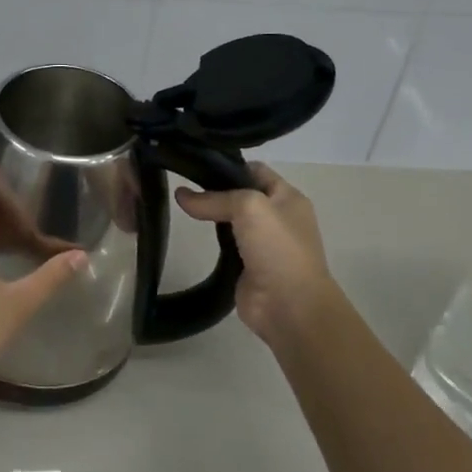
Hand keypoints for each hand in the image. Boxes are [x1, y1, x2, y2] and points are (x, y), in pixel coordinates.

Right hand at [176, 164, 347, 348]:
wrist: (290, 307)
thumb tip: (181, 195)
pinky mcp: (248, 266)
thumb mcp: (249, 207)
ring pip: (232, 220)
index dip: (228, 165)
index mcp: (288, 198)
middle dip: (215, 189)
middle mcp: (278, 217)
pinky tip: (193, 233)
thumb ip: (214, 198)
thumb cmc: (277, 248)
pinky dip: (212, 240)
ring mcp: (264, 244)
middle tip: (183, 183)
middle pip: (242, 194)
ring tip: (182, 205)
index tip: (196, 164)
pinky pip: (226, 245)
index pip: (255, 170)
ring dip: (212, 215)